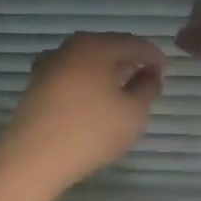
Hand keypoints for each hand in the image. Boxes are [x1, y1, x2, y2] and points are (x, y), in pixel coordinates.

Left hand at [0, 32, 166, 193]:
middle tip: (145, 79)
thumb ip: (147, 89)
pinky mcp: (36, 87)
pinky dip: (86, 83)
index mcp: (96, 46)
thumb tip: (149, 75)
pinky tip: (93, 102)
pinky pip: (70, 77)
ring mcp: (48, 66)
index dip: (153, 56)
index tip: (165, 73)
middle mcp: (69, 48)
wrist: (34, 157)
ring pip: (86, 62)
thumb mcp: (134, 112)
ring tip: (121, 92)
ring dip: (106, 72)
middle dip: (128, 61)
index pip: (133, 43)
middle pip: (107, 48)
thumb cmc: (92, 130)